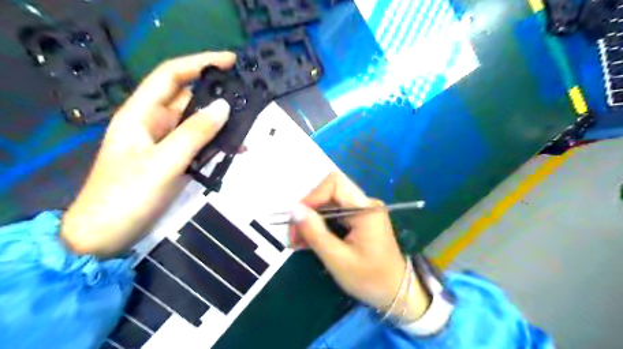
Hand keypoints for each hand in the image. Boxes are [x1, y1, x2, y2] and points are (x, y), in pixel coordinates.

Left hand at [60, 50, 236, 256]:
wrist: (108, 235)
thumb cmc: (127, 196)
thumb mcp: (163, 162)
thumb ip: (194, 134)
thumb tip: (224, 107)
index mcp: (142, 114)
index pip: (171, 76)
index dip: (199, 63)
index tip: (230, 62)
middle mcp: (155, 123)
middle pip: (190, 100)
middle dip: (218, 97)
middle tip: (248, 98)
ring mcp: (167, 143)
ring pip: (199, 124)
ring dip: (222, 124)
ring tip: (248, 126)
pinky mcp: (176, 160)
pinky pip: (201, 145)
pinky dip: (219, 145)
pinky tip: (237, 149)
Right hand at [291, 173, 428, 322]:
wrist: (396, 292)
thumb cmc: (370, 279)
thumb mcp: (338, 260)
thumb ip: (316, 233)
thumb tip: (294, 209)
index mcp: (365, 209)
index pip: (335, 183)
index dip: (312, 196)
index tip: (298, 219)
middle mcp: (365, 204)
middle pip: (329, 193)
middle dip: (308, 211)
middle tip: (293, 236)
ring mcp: (362, 211)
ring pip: (328, 204)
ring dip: (311, 220)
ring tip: (297, 242)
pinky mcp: (358, 220)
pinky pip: (333, 215)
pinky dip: (319, 226)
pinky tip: (308, 241)